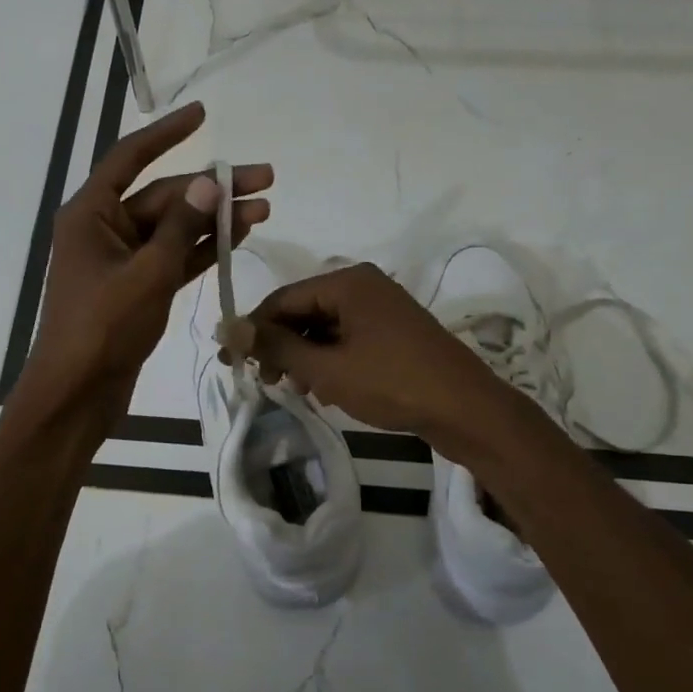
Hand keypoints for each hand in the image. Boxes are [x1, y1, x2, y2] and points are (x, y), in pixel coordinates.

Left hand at [18, 101, 270, 426]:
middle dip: (213, 189)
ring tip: (264, 209)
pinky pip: (173, 259)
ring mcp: (122, 261)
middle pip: (164, 196)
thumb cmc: (103, 328)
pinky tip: (238, 239)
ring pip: (174, 229)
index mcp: (92, 214)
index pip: (131, 158)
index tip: (203, 114)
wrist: (78, 393)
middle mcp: (105, 230)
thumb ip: (180, 228)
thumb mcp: (147, 274)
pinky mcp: (137, 289)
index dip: (167, 133)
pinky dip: (202, 250)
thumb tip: (209, 184)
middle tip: (265, 179)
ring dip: (215, 220)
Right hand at [246, 262, 499, 442]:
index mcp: (347, 282)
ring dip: (302, 356)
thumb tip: (227, 327)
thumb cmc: (392, 383)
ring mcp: (381, 308)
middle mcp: (363, 286)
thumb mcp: (326, 368)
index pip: (282, 299)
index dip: (253, 330)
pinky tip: (322, 387)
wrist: (465, 409)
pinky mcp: (392, 332)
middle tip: (264, 382)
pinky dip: (328, 360)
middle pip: (303, 311)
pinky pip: (346, 338)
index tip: (231, 361)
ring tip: (294, 389)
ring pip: (323, 327)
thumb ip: (276, 347)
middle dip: (279, 346)